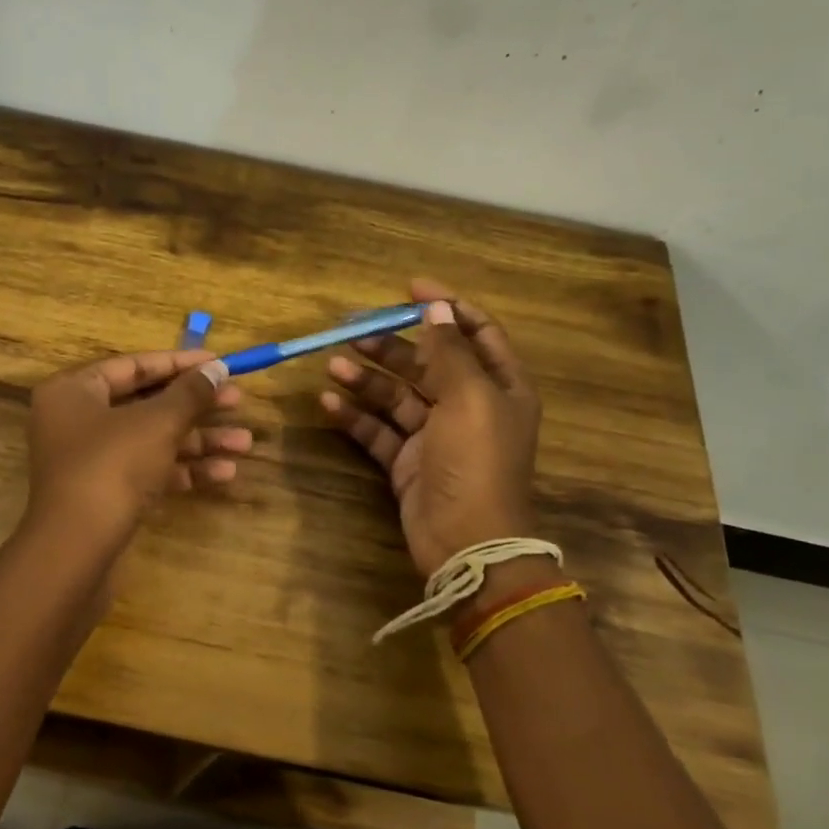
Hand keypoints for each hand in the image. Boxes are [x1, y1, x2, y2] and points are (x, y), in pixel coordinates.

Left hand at [25, 348, 250, 551]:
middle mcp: (76, 420)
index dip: (181, 363)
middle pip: (146, 404)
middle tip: (239, 402)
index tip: (219, 363)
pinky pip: (148, 470)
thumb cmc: (112, 467)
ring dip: (199, 441)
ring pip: (152, 440)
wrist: (76, 550)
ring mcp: (90, 460)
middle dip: (196, 407)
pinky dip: (182, 469)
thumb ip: (190, 393)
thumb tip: (217, 368)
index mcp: (74, 390)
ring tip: (244, 443)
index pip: (134, 366)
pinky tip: (224, 473)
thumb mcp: (157, 423)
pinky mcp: (104, 494)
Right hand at [320, 278, 542, 576]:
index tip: (409, 287)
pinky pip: (378, 429)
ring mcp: (435, 435)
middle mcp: (469, 406)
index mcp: (500, 386)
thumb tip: (437, 306)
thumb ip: (449, 351)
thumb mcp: (470, 398)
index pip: (476, 333)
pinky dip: (355, 415)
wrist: (467, 541)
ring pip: (397, 395)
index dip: (446, 306)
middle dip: (392, 345)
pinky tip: (329, 402)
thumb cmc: (476, 461)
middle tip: (354, 331)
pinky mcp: (407, 461)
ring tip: (333, 366)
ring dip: (367, 379)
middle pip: (427, 362)